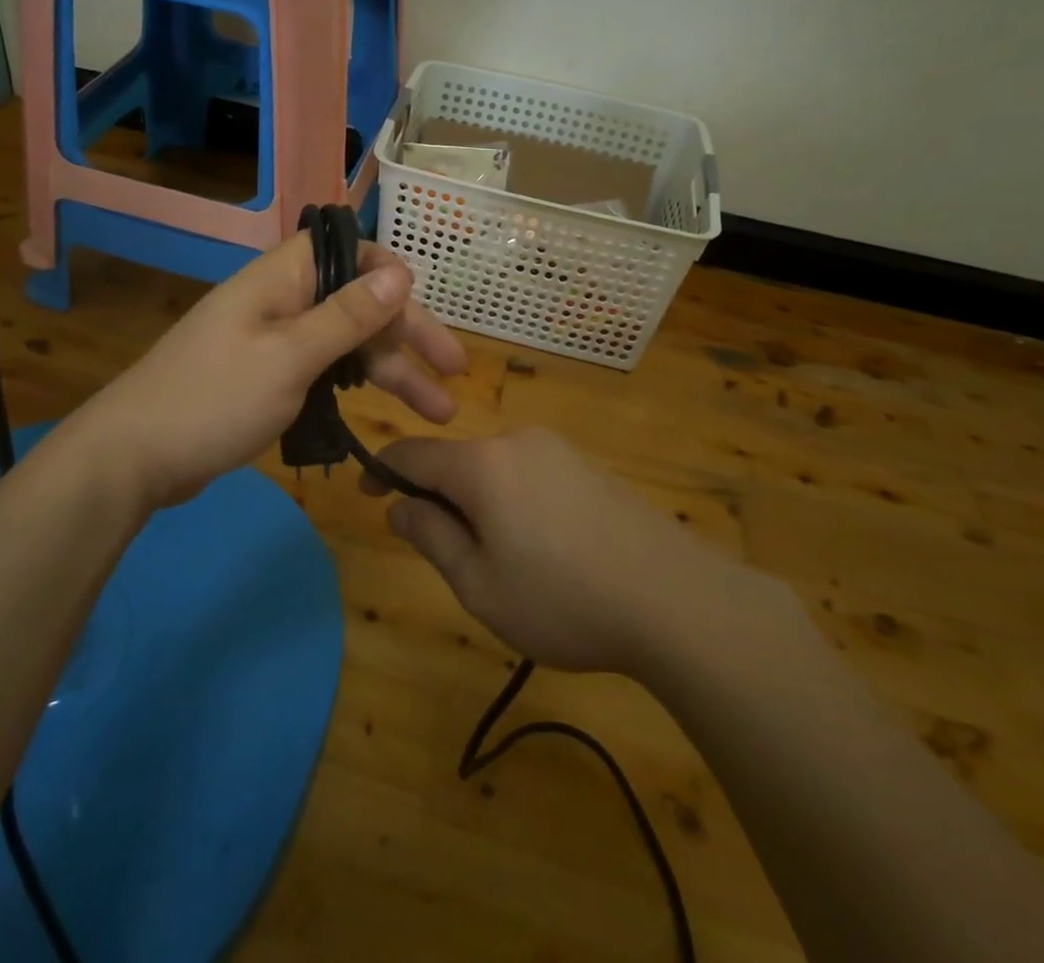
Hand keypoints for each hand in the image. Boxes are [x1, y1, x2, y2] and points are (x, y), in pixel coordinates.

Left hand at [72, 233, 466, 510]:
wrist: (133, 457)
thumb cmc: (215, 398)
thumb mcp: (290, 356)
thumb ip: (347, 315)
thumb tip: (400, 272)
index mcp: (282, 279)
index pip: (346, 250)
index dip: (389, 272)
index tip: (423, 307)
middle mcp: (280, 301)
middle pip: (356, 302)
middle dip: (407, 335)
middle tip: (454, 372)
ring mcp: (272, 341)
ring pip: (344, 343)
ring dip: (390, 371)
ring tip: (437, 411)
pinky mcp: (265, 378)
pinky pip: (322, 369)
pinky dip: (354, 386)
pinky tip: (382, 412)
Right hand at [366, 428, 799, 678]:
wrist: (676, 600)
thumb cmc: (563, 600)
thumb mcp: (479, 584)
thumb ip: (431, 537)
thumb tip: (398, 506)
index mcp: (481, 464)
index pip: (412, 453)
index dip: (382, 471)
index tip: (366, 495)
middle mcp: (517, 442)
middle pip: (456, 461)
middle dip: (438, 498)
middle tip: (446, 555)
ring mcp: (558, 450)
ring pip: (494, 469)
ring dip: (478, 503)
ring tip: (500, 563)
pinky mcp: (588, 467)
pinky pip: (530, 475)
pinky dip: (514, 502)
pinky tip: (543, 550)